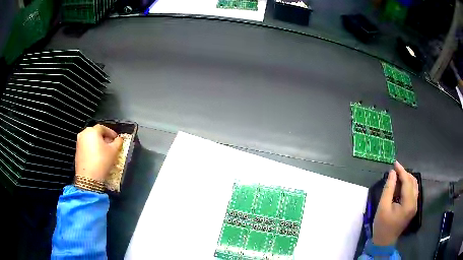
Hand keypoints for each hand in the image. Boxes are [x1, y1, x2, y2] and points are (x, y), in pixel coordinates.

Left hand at [75, 124, 122, 181]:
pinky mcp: (77, 151)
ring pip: (91, 139)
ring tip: (105, 151)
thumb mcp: (114, 151)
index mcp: (92, 131)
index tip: (116, 138)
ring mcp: (79, 142)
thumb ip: (118, 142)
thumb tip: (119, 139)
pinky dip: (92, 148)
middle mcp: (84, 134)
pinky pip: (86, 146)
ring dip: (98, 143)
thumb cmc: (101, 162)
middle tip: (111, 144)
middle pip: (96, 133)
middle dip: (104, 138)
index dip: (111, 132)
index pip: (103, 128)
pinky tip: (98, 156)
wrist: (88, 178)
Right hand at [372, 161, 418, 245]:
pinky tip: (401, 185)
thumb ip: (388, 189)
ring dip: (407, 179)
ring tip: (397, 176)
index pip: (407, 182)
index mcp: (408, 203)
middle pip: (413, 182)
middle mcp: (414, 203)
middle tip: (395, 169)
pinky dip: (407, 185)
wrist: (384, 242)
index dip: (401, 171)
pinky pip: (413, 192)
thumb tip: (392, 173)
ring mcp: (414, 206)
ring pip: (414, 186)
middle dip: (404, 174)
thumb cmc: (382, 225)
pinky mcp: (412, 208)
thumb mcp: (382, 207)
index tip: (395, 163)